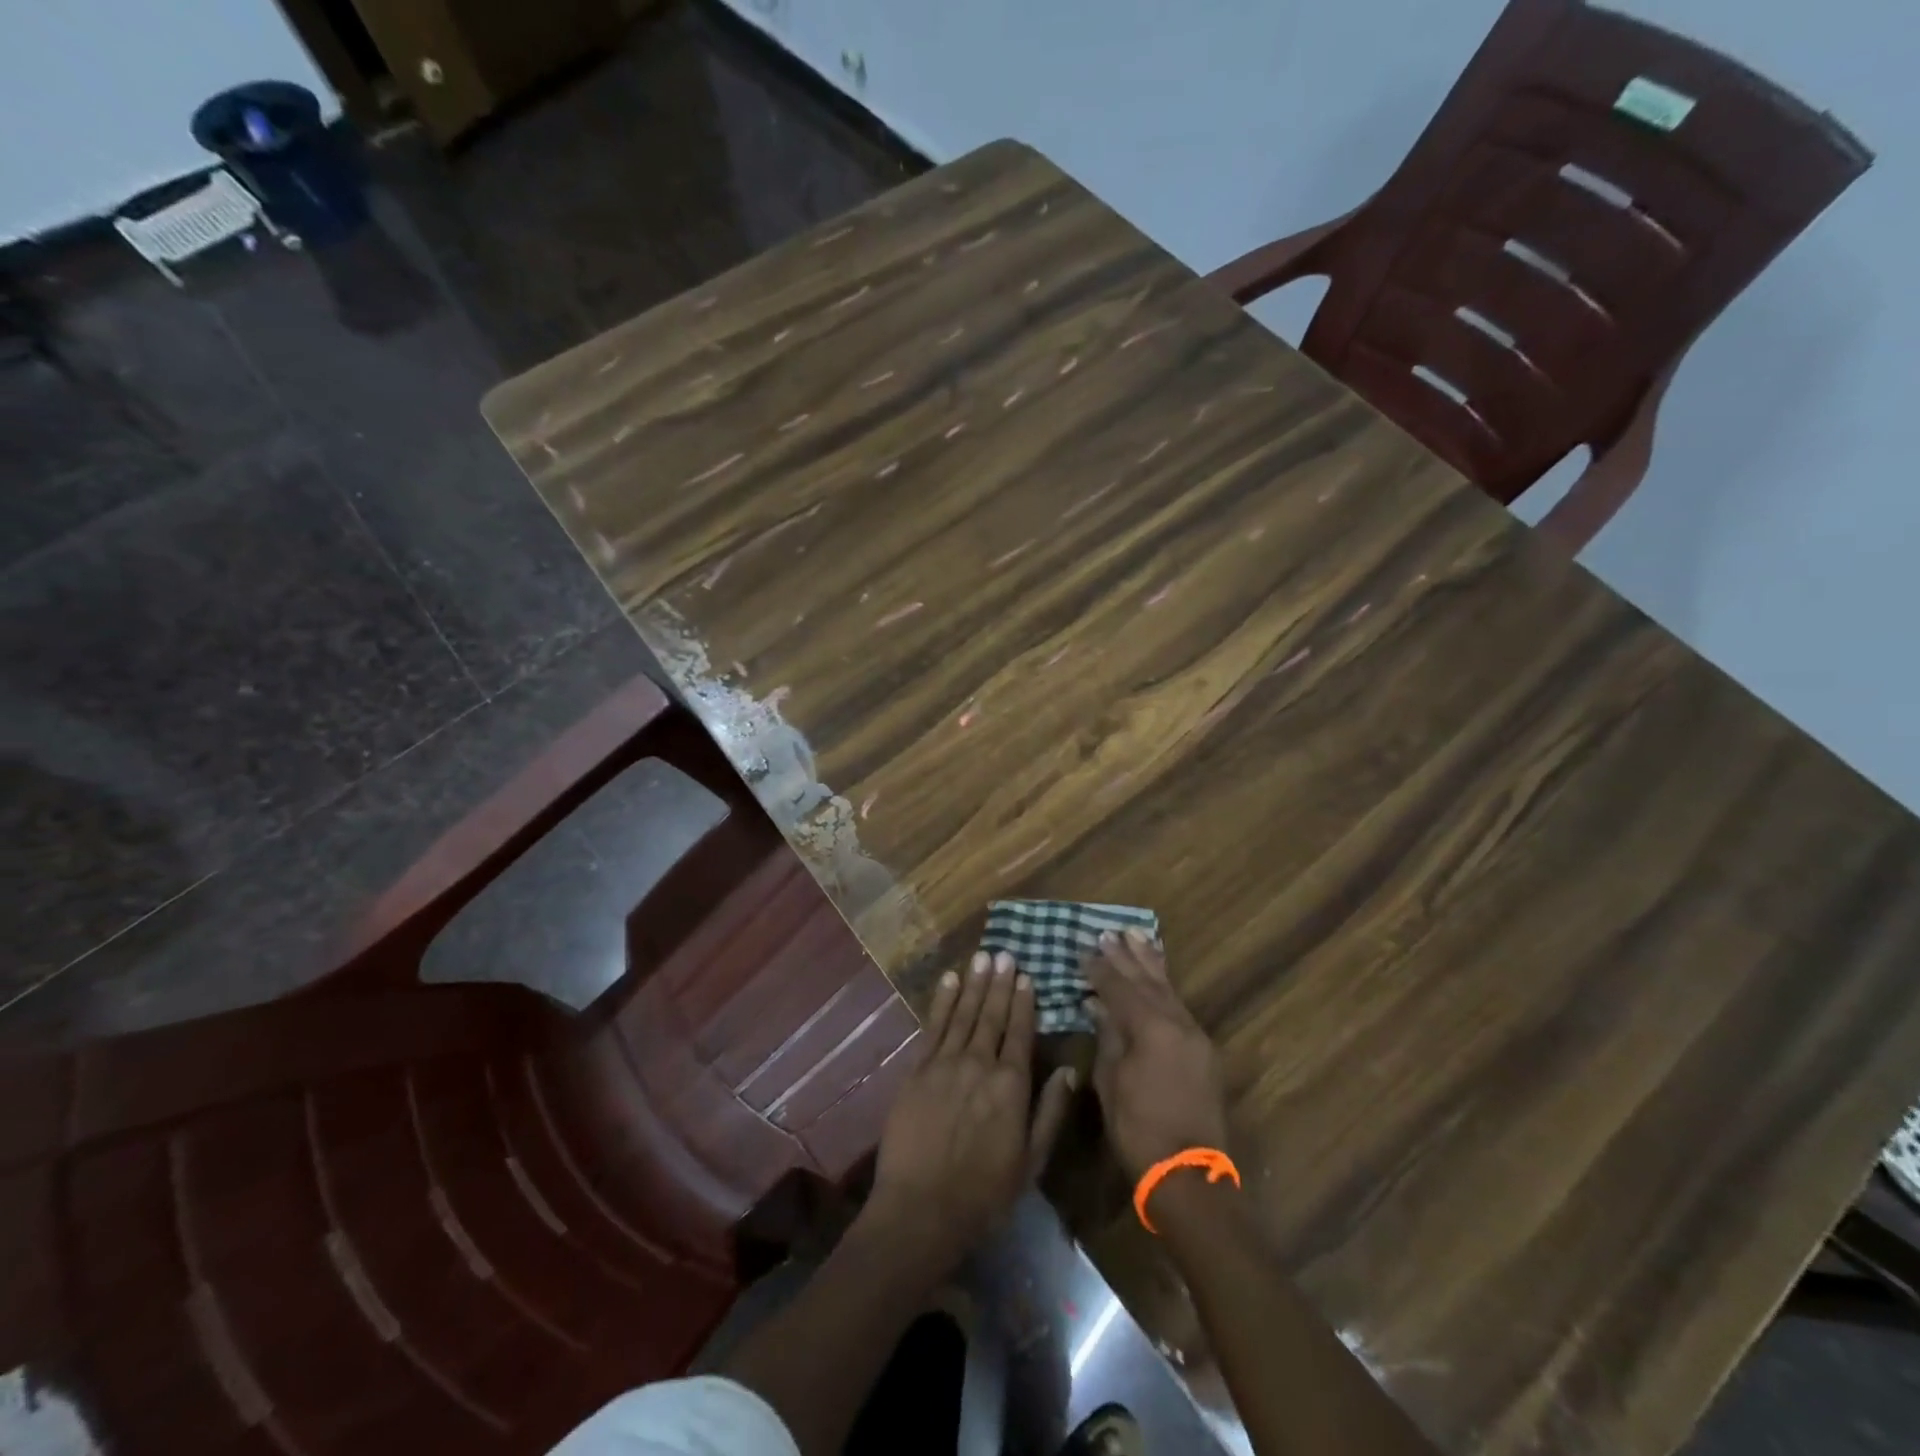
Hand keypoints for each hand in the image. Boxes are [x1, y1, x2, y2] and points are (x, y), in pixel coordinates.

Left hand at [865, 951, 1077, 1273]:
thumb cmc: (984, 1193)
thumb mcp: (1031, 1162)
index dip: (1023, 1002)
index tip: (1025, 976)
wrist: (922, 1208)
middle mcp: (980, 1064)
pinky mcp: (918, 1070)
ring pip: (963, 1014)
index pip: (1020, 1032)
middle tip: (1004, 953)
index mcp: (1011, 1085)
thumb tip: (1070, 1071)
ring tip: (982, 957)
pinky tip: (949, 981)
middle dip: (999, 983)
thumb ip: (1051, 1112)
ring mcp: (945, 1063)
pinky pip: (933, 1026)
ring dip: (974, 984)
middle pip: (992, 1015)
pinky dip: (941, 1001)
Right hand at [1085, 929, 1228, 1178]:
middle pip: (1148, 981)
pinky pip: (1180, 1006)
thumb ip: (1108, 1037)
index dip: (1100, 969)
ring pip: (1169, 990)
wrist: (1188, 1175)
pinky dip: (1165, 987)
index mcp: (1151, 1028)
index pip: (1120, 987)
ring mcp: (1195, 1037)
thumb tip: (1098, 1005)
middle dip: (1127, 956)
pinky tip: (1158, 979)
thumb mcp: (1111, 1082)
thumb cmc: (1139, 1130)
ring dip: (1151, 964)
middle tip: (1110, 932)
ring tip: (1138, 937)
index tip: (1084, 949)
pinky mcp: (1203, 1052)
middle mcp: (1177, 1023)